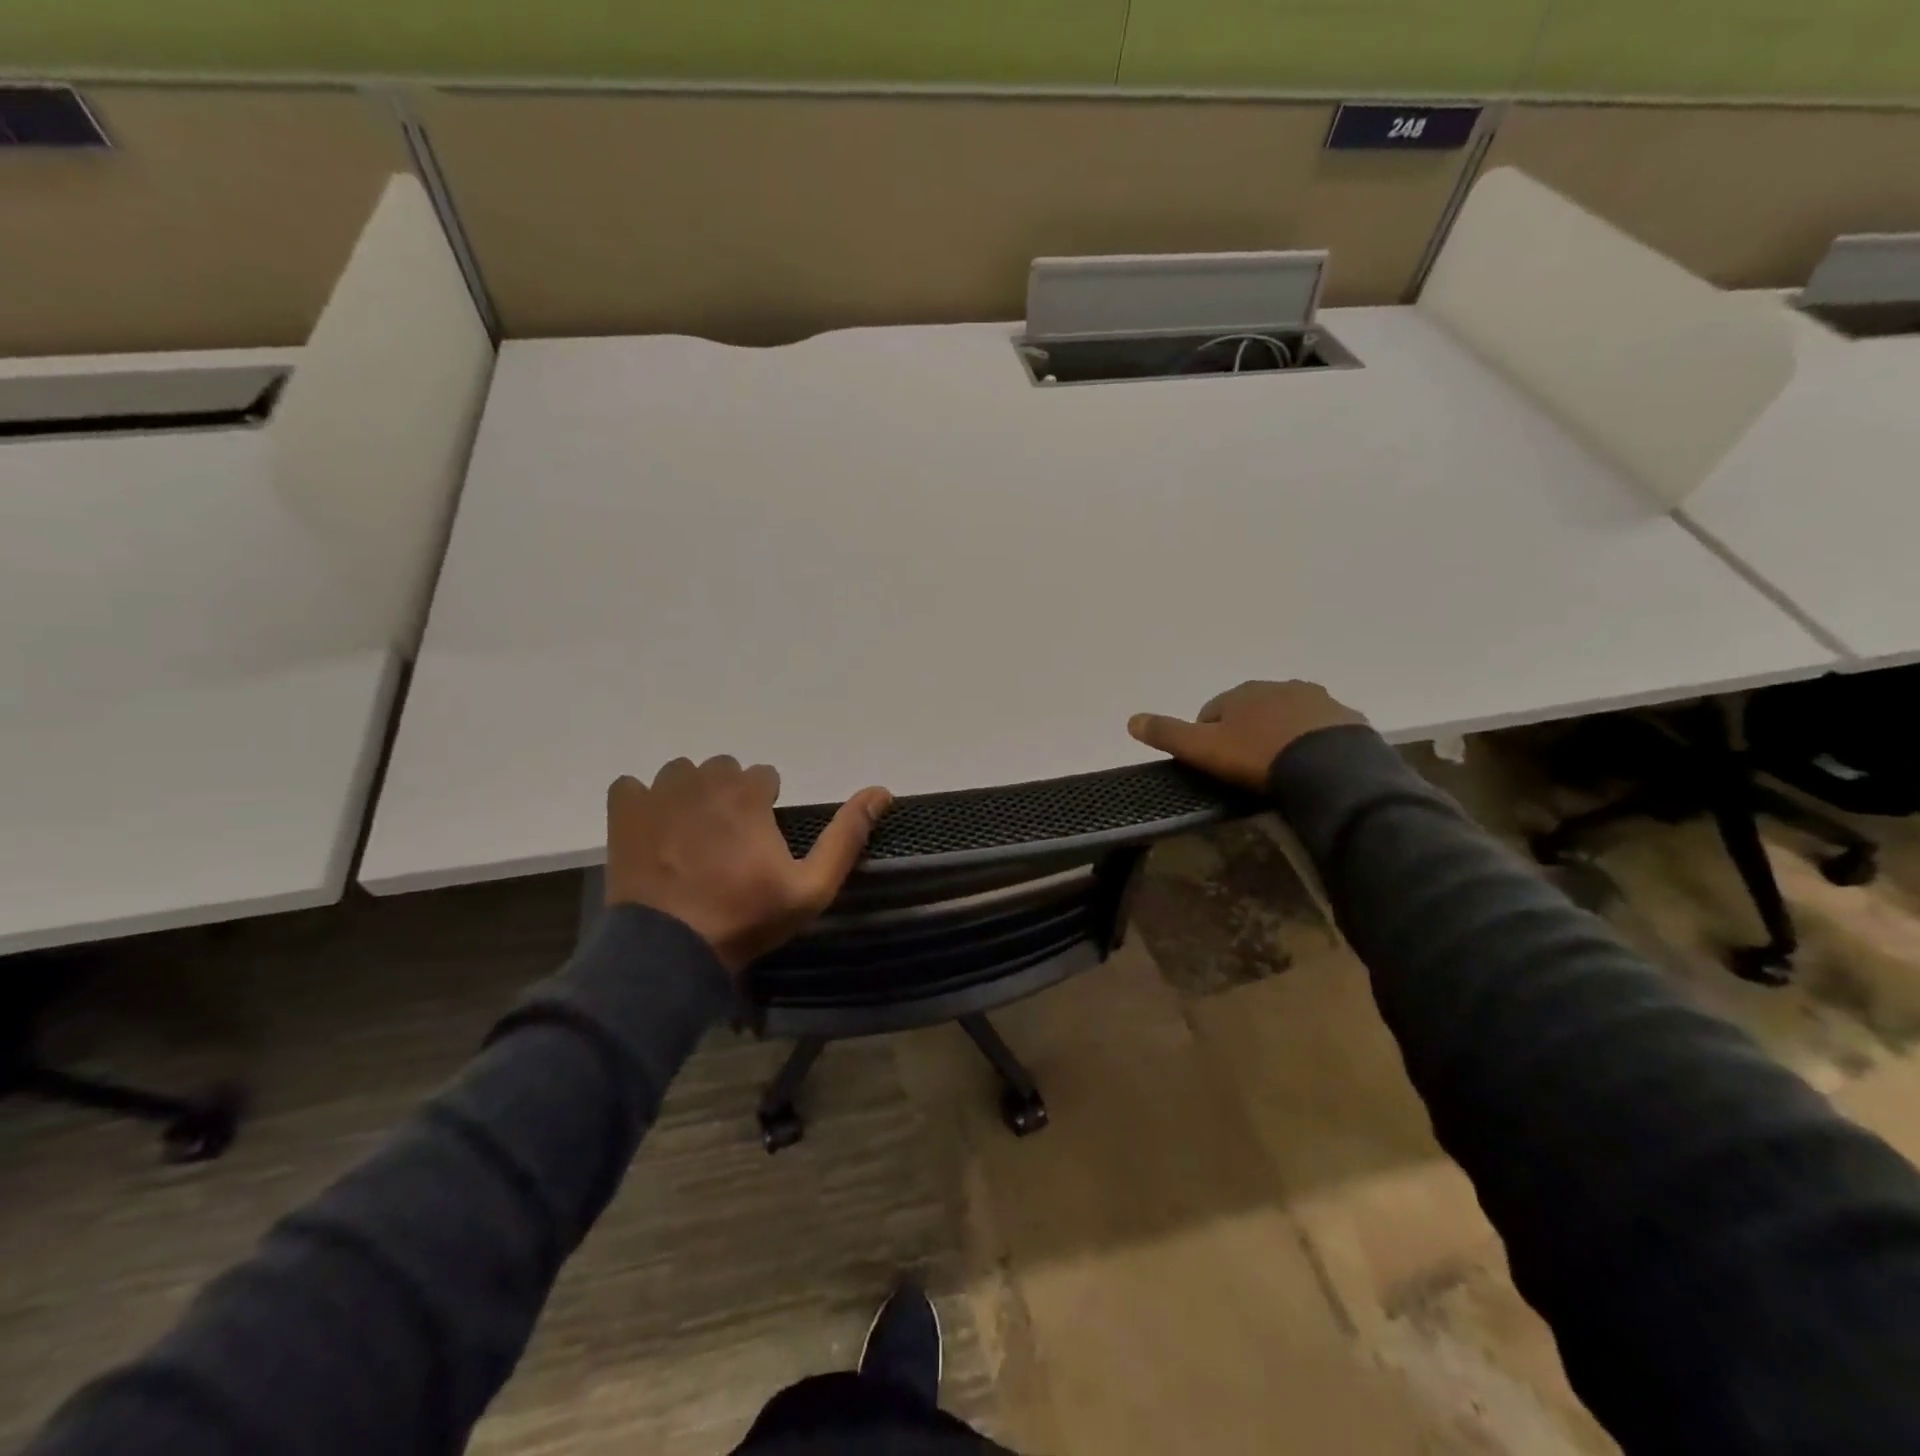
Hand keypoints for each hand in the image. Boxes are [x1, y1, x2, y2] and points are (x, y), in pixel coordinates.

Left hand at [605, 757, 891, 974]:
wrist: (669, 952)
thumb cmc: (746, 918)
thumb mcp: (811, 887)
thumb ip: (847, 836)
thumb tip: (882, 790)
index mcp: (747, 793)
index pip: (763, 776)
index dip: (765, 807)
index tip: (760, 842)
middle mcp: (703, 780)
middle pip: (723, 770)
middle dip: (728, 797)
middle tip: (726, 842)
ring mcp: (658, 794)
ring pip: (680, 774)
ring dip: (688, 795)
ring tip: (689, 837)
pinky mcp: (623, 812)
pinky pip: (631, 787)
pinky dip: (641, 803)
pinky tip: (651, 833)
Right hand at [1128, 681, 1366, 790]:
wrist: (1329, 769)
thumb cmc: (1257, 757)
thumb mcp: (1203, 750)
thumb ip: (1167, 734)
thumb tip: (1131, 719)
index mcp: (1242, 692)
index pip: (1212, 710)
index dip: (1208, 736)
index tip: (1213, 763)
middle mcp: (1279, 687)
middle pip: (1252, 710)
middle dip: (1247, 732)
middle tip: (1246, 768)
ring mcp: (1317, 701)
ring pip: (1289, 717)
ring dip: (1281, 735)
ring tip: (1281, 769)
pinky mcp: (1347, 720)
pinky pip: (1322, 730)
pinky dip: (1313, 743)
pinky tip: (1313, 768)